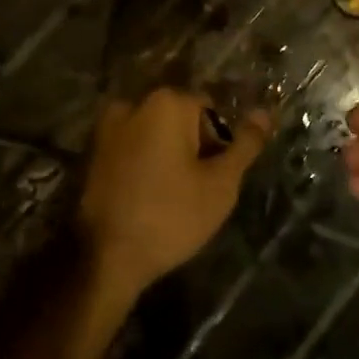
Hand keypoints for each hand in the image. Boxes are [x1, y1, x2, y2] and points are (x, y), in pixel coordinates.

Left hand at [78, 87, 270, 298]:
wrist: (105, 256)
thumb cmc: (171, 216)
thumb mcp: (220, 184)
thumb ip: (245, 145)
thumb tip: (265, 113)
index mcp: (167, 102)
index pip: (210, 110)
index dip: (219, 144)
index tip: (215, 177)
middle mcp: (135, 102)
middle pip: (180, 118)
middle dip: (193, 148)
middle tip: (197, 190)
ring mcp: (108, 126)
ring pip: (155, 134)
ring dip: (168, 156)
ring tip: (172, 197)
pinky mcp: (94, 151)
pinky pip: (132, 148)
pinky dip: (144, 164)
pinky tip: (147, 197)